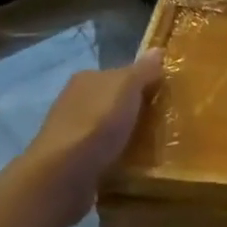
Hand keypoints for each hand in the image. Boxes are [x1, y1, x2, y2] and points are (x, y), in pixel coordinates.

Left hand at [23, 49, 164, 222]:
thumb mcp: (127, 88)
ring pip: (107, 127)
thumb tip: (158, 50)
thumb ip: (143, 70)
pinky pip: (101, 152)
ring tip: (152, 146)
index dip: (142, 82)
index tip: (164, 96)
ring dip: (125, 135)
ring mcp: (71, 132)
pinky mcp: (72, 161)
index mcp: (87, 78)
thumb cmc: (98, 124)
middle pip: (113, 100)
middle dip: (134, 110)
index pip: (120, 74)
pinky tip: (131, 164)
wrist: (63, 175)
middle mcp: (75, 101)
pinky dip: (115, 156)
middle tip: (163, 122)